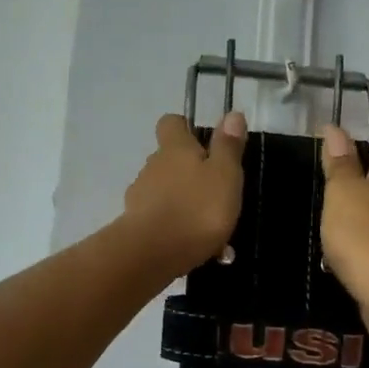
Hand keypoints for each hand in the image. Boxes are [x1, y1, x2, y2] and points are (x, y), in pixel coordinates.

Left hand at [124, 109, 247, 274]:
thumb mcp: (224, 175)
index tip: (202, 141)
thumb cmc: (196, 209)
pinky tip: (198, 249)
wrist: (152, 254)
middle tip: (216, 192)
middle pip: (169, 160)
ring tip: (212, 230)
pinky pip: (162, 221)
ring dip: (185, 204)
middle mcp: (152, 166)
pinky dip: (177, 229)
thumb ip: (228, 146)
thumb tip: (232, 113)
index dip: (184, 128)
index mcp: (175, 148)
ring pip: (166, 193)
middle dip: (189, 172)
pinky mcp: (136, 225)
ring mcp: (140, 196)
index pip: (171, 123)